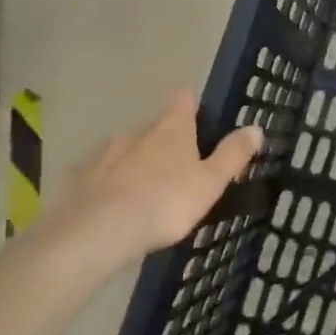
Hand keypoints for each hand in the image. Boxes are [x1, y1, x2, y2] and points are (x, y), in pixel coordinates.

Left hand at [39, 90, 262, 279]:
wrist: (100, 232)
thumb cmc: (165, 203)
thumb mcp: (210, 182)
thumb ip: (233, 154)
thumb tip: (255, 127)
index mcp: (171, 130)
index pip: (183, 102)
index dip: (191, 103)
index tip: (196, 109)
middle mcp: (137, 132)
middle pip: (154, 126)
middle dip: (164, 138)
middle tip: (177, 160)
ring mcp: (104, 154)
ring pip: (124, 148)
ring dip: (134, 159)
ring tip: (143, 183)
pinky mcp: (80, 179)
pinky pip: (97, 174)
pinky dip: (106, 181)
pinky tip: (109, 199)